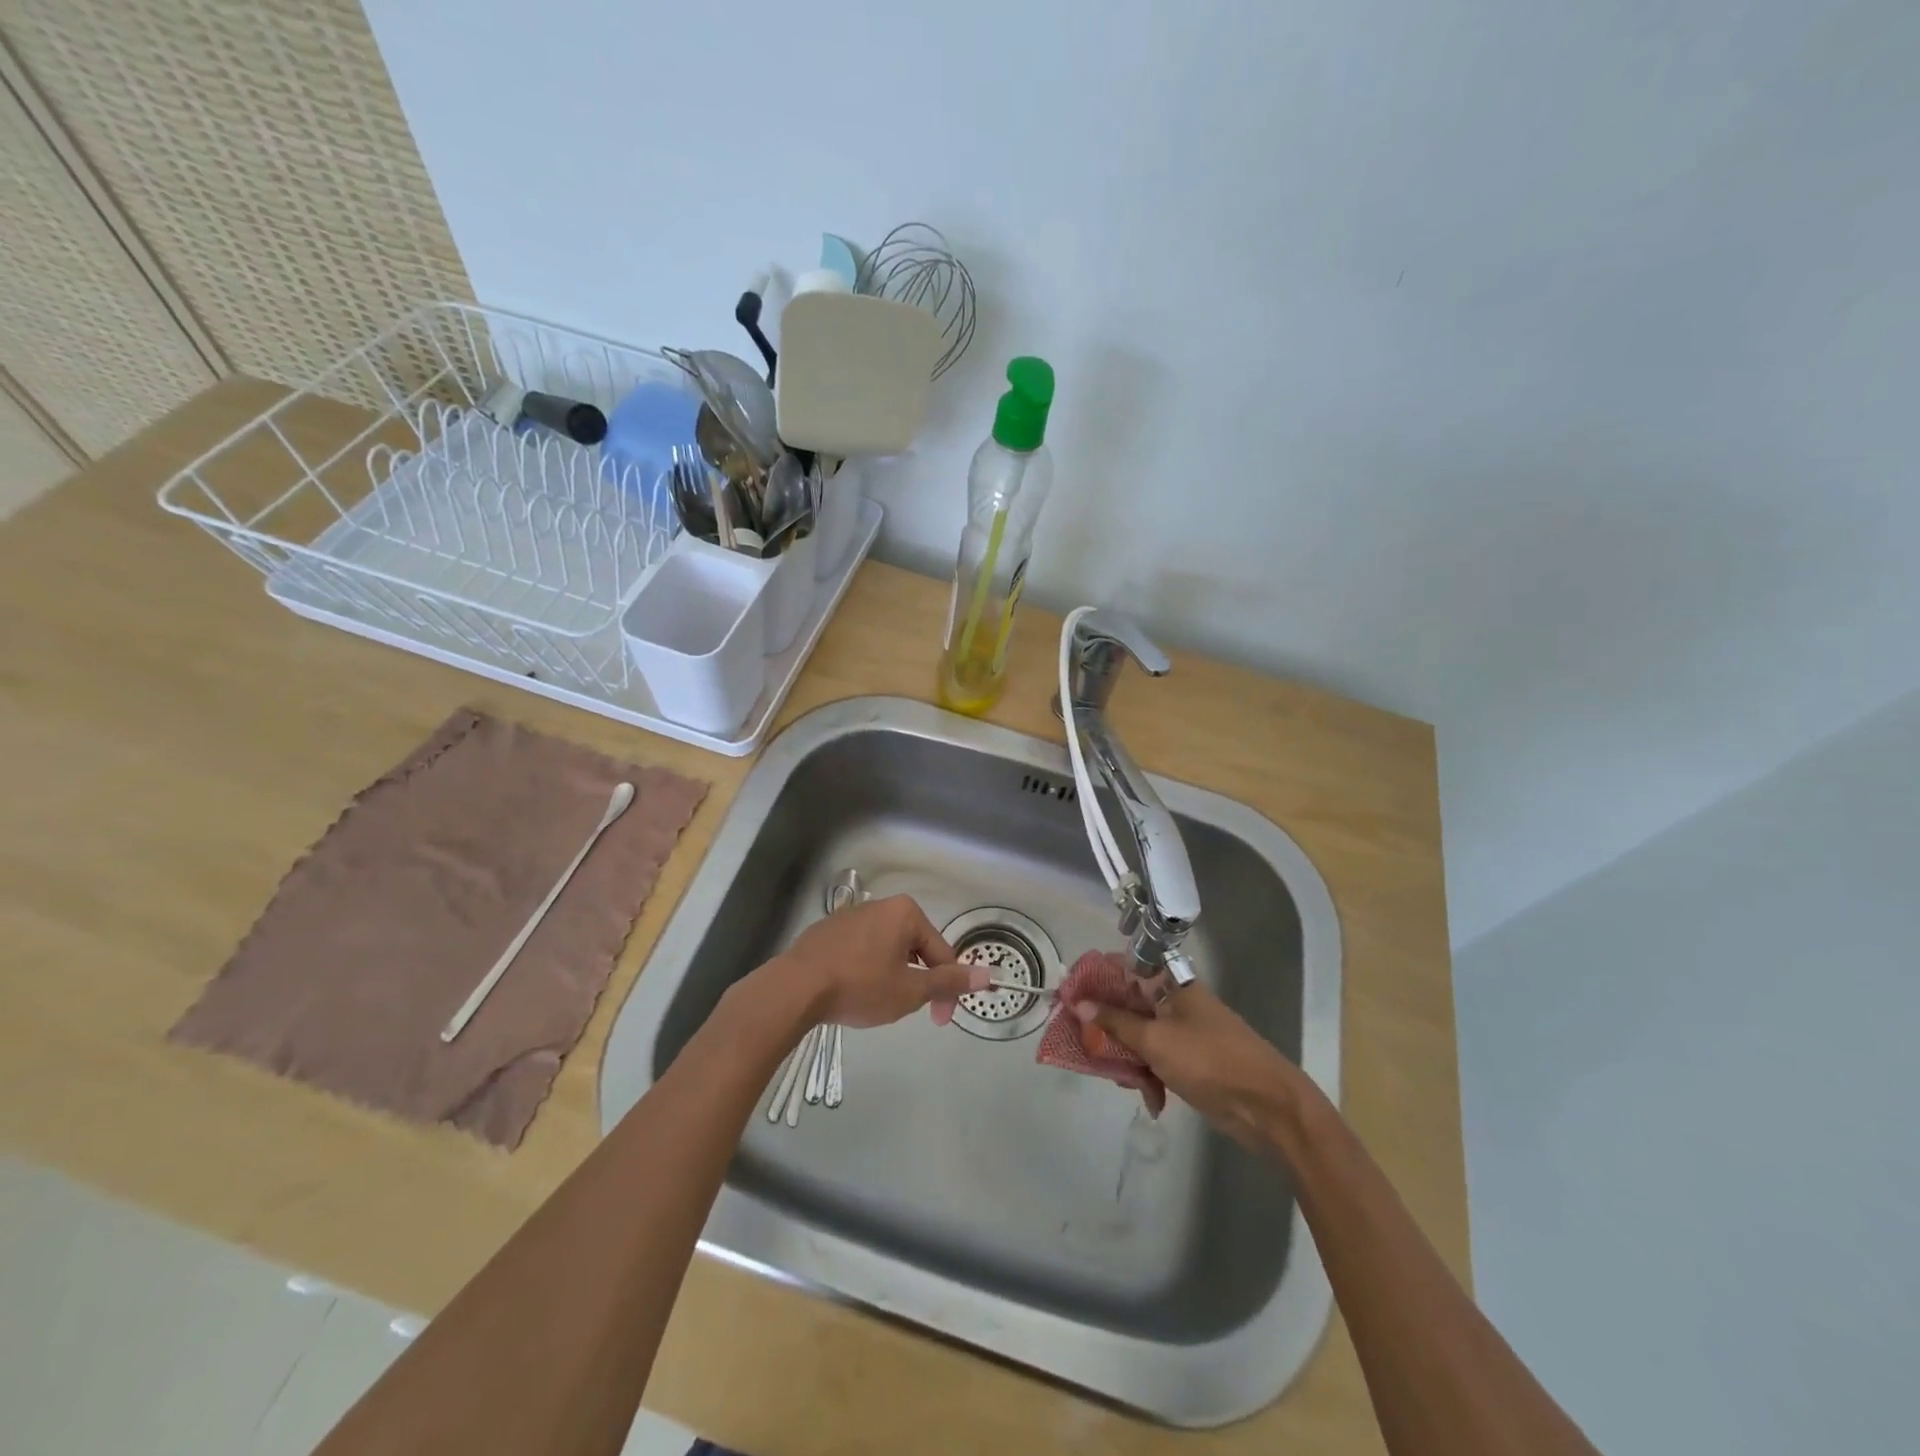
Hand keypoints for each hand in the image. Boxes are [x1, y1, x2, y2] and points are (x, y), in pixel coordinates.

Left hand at [773, 894, 988, 1028]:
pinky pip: (860, 950)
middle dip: (918, 980)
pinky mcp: (827, 931)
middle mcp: (880, 905)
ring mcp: (850, 916)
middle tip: (909, 1011)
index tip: (940, 1020)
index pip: (940, 952)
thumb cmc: (860, 986)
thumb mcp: (910, 990)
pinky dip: (866, 970)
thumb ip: (949, 982)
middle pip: (914, 947)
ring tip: (878, 1004)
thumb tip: (989, 975)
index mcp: (905, 913)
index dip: (946, 989)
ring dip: (892, 976)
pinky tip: (853, 992)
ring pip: (886, 950)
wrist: (795, 988)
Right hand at [1075, 982, 1297, 1145]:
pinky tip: (1151, 1100)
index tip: (1070, 993)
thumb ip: (1116, 1022)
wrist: (1268, 1108)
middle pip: (1130, 1005)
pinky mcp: (1192, 1064)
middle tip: (1081, 1040)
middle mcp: (1177, 1004)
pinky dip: (1150, 1078)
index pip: (1126, 968)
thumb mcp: (1155, 1040)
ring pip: (1141, 1036)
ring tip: (1119, 1079)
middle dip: (1106, 1024)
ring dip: (1127, 1057)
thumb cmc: (1209, 1061)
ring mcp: (1186, 1034)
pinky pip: (1158, 1061)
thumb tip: (1080, 1003)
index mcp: (1172, 985)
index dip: (1097, 978)